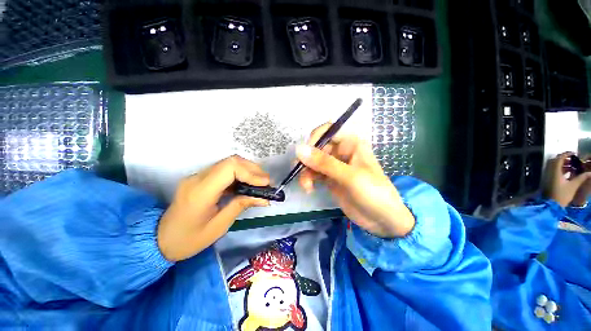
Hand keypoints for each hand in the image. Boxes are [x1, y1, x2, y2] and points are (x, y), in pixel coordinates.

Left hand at [157, 156, 269, 261]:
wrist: (159, 240)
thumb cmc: (189, 240)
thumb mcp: (219, 226)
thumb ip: (240, 205)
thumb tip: (263, 197)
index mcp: (201, 192)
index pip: (230, 168)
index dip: (251, 173)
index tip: (265, 184)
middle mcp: (198, 178)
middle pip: (231, 161)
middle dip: (253, 169)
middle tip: (266, 182)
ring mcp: (198, 176)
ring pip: (229, 163)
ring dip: (248, 170)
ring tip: (261, 183)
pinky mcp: (201, 178)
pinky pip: (224, 170)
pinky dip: (240, 174)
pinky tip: (248, 184)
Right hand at [296, 123, 414, 237]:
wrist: (382, 220)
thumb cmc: (373, 193)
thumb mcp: (350, 177)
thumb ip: (324, 163)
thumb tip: (299, 149)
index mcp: (351, 143)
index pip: (327, 131)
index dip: (314, 139)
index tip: (305, 153)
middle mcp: (341, 151)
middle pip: (316, 147)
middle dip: (307, 159)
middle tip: (300, 172)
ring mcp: (334, 165)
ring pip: (313, 161)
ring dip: (306, 172)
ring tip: (306, 186)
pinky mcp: (329, 178)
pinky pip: (313, 173)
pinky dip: (308, 179)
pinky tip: (309, 189)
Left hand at [543, 152, 590, 207]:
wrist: (550, 205)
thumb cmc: (562, 195)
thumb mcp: (573, 186)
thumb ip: (581, 178)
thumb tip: (590, 172)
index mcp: (555, 171)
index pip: (559, 158)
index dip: (566, 154)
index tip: (573, 153)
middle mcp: (549, 171)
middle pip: (555, 161)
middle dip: (564, 158)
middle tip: (573, 159)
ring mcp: (547, 176)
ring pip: (554, 166)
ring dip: (562, 164)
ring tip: (572, 166)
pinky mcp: (547, 180)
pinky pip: (553, 171)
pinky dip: (560, 169)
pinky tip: (568, 172)